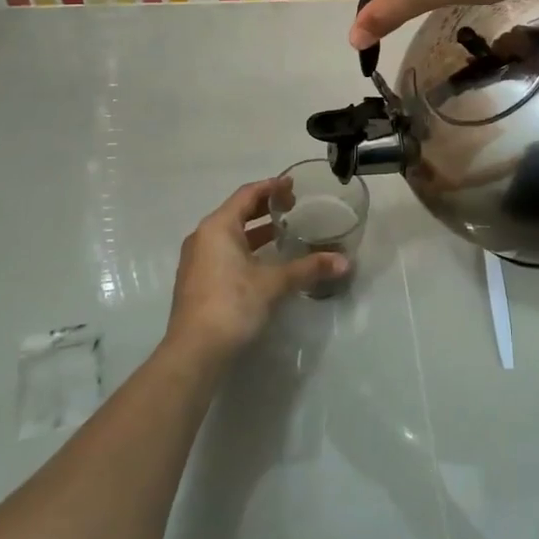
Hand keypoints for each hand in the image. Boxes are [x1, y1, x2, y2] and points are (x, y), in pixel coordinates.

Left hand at [164, 180, 346, 364]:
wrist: (194, 353)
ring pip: (230, 234)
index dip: (272, 187)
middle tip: (293, 206)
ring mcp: (197, 260)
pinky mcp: (198, 281)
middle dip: (265, 207)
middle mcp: (203, 237)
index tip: (294, 185)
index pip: (247, 194)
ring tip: (284, 231)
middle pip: (237, 212)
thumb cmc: (232, 305)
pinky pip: (224, 252)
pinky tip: (265, 261)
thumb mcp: (273, 283)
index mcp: (217, 227)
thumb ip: (308, 268)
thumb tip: (344, 261)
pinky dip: (246, 248)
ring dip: (256, 230)